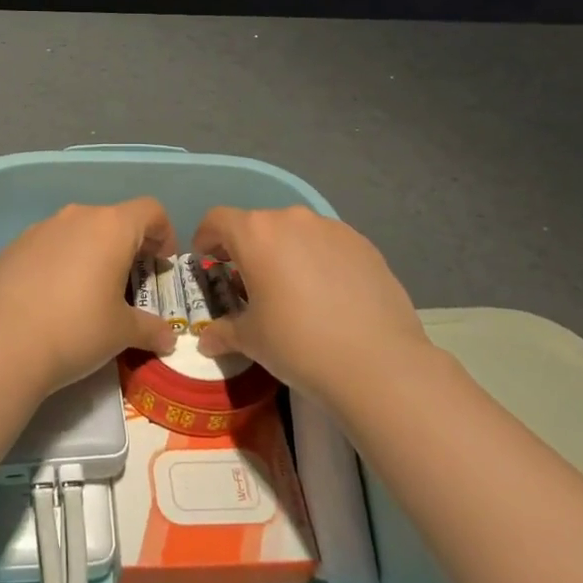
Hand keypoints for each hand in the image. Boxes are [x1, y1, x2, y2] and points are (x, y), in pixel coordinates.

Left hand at [0, 200, 179, 394]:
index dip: (164, 233)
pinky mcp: (15, 245)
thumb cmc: (77, 329)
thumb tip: (169, 338)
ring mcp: (42, 228)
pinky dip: (61, 260)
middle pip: (114, 219)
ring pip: (79, 230)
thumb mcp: (122, 333)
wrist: (4, 343)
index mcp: (111, 227)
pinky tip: (54, 295)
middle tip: (131, 281)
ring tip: (90, 289)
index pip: (150, 210)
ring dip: (93, 251)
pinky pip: (50, 244)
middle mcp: (77, 217)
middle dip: (128, 245)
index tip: (161, 263)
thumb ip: (150, 329)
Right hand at [192, 205, 430, 402]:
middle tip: (248, 283)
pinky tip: (328, 296)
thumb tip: (206, 341)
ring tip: (292, 290)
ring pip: (296, 233)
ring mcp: (332, 229)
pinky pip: (328, 245)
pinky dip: (318, 260)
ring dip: (285, 253)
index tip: (206, 260)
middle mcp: (292, 219)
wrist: (377, 363)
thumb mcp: (252, 341)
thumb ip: (224, 332)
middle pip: (258, 225)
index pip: (217, 220)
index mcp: (256, 234)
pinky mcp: (364, 244)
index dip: (205, 238)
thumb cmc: (298, 344)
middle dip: (247, 249)